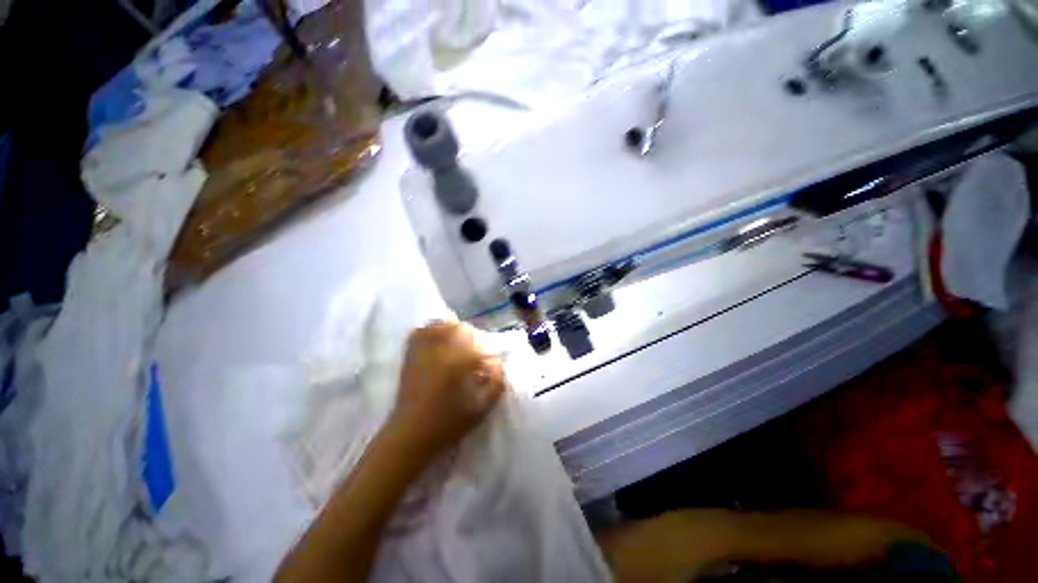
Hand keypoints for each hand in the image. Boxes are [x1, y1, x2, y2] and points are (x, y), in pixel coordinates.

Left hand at [386, 321, 504, 458]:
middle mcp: (440, 350)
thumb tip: (498, 364)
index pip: (477, 342)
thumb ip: (496, 383)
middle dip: (468, 335)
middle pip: (457, 327)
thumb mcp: (482, 408)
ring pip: (437, 325)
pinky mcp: (410, 357)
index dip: (485, 351)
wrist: (410, 435)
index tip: (487, 363)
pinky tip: (435, 340)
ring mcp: (422, 352)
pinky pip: (418, 334)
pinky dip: (429, 331)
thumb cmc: (448, 423)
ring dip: (449, 328)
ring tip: (455, 340)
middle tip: (472, 350)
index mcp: (459, 361)